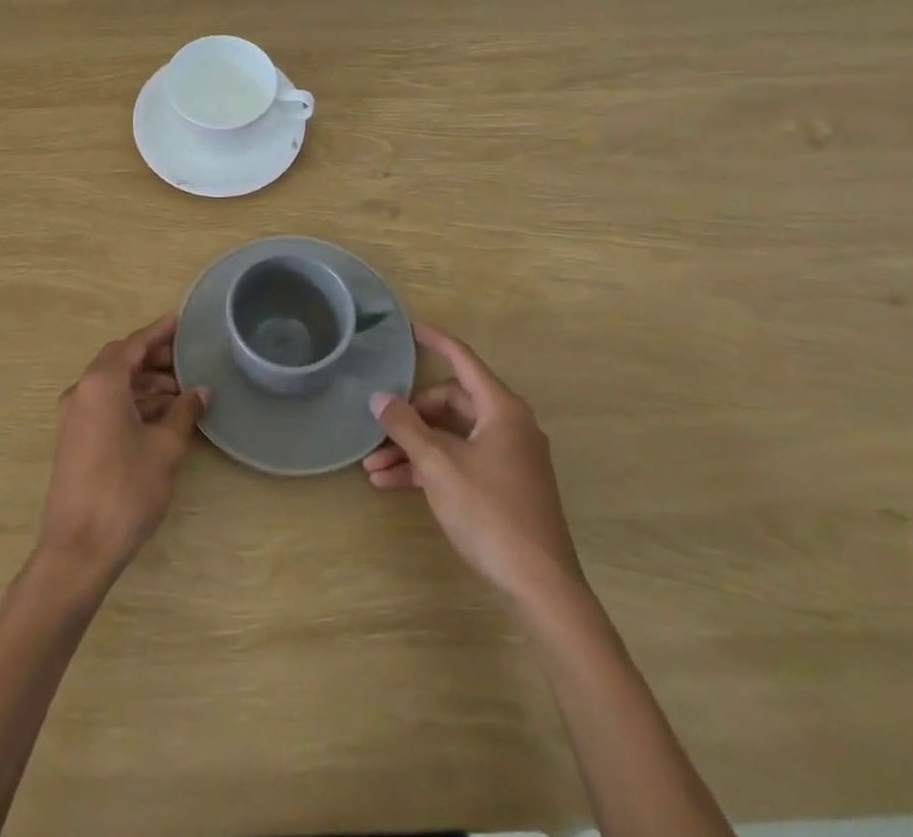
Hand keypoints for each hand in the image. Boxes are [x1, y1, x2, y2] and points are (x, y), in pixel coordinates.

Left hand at [36, 313, 209, 582]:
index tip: (182, 322)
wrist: (78, 549)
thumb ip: (184, 413)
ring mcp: (74, 417)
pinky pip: (106, 406)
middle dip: (153, 358)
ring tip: (182, 391)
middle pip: (121, 361)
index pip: (133, 344)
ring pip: (113, 385)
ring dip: (145, 383)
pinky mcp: (74, 439)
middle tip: (188, 359)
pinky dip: (132, 403)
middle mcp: (82, 391)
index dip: (159, 332)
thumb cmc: (124, 490)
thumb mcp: (164, 448)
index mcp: (101, 383)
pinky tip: (161, 415)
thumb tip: (201, 392)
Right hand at [364, 322, 584, 605]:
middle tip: (378, 431)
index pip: (463, 360)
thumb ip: (406, 426)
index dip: (435, 341)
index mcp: (501, 409)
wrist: (540, 586)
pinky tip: (392, 484)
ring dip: (413, 448)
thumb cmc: (489, 512)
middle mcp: (508, 425)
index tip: (409, 327)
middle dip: (410, 416)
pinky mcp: (504, 486)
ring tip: (373, 468)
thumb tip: (379, 397)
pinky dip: (429, 468)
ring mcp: (508, 457)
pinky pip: (459, 461)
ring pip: (450, 436)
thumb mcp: (438, 465)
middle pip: (450, 402)